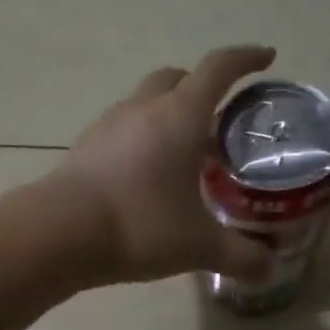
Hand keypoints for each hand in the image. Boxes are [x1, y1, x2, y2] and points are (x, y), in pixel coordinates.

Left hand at [49, 45, 278, 285]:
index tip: (265, 58)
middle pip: (176, 78)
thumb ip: (239, 257)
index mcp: (181, 116)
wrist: (60, 233)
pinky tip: (145, 173)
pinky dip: (141, 138)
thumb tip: (269, 270)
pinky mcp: (85, 148)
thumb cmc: (140, 226)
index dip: (245, 59)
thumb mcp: (198, 246)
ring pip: (145, 102)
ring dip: (167, 114)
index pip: (218, 69)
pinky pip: (121, 129)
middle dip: (201, 87)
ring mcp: (108, 125)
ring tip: (183, 150)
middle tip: (219, 116)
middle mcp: (144, 109)